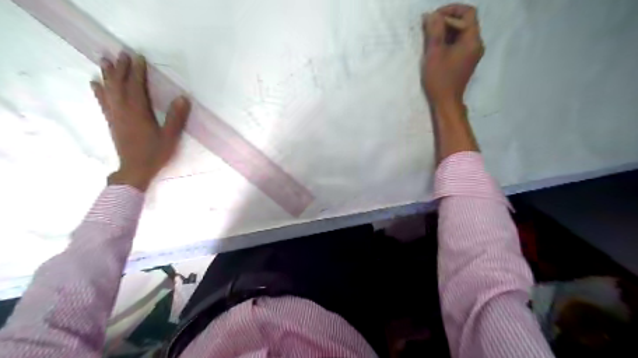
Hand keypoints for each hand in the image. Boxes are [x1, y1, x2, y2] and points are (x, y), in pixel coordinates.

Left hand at [91, 52, 191, 191]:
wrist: (135, 170)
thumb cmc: (155, 153)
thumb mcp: (170, 137)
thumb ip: (176, 117)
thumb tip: (182, 98)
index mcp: (138, 112)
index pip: (137, 86)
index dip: (137, 71)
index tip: (138, 57)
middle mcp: (123, 110)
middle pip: (120, 85)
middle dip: (121, 68)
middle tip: (122, 54)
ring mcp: (115, 116)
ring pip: (109, 91)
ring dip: (108, 75)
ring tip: (105, 60)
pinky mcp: (112, 122)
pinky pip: (103, 102)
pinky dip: (99, 91)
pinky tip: (95, 83)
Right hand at [422, 4, 483, 106]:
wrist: (446, 102)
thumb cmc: (440, 78)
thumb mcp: (434, 53)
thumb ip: (434, 31)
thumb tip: (432, 15)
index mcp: (472, 40)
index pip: (468, 13)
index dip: (451, 10)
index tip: (434, 17)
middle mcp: (476, 44)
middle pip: (465, 22)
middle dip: (446, 20)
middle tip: (429, 26)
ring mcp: (471, 53)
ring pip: (461, 33)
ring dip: (446, 31)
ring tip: (429, 36)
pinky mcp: (465, 61)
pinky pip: (459, 44)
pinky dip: (448, 41)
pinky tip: (435, 46)